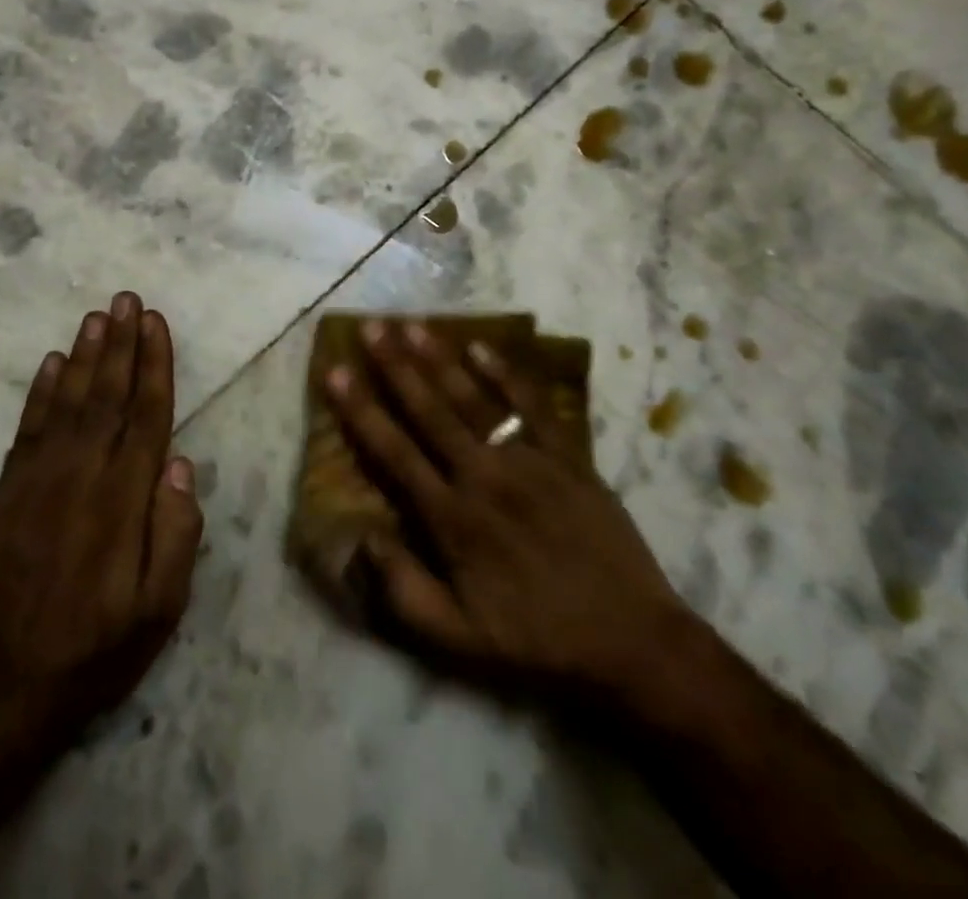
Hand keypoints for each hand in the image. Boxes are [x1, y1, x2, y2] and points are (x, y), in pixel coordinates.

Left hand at [0, 292, 202, 758]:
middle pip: (107, 395)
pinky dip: (41, 392)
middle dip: (120, 343)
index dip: (154, 365)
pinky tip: (53, 364)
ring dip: (84, 356)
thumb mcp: (159, 610)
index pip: (146, 415)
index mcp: (123, 500)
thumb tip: (180, 463)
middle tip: (127, 299)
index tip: (156, 323)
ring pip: (68, 401)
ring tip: (97, 316)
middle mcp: (81, 475)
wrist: (3, 688)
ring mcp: (38, 480)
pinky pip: (28, 428)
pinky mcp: (7, 492)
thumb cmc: (96, 650)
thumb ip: (176, 533)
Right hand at [323, 319, 686, 708]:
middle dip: (395, 367)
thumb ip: (402, 589)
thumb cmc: (535, 639)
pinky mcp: (568, 457)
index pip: (393, 452)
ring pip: (474, 399)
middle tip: (370, 327)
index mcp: (452, 519)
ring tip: (412, 325)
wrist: (632, 643)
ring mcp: (529, 462)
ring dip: (440, 360)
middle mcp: (484, 478)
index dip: (360, 410)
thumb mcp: (458, 640)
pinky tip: (480, 345)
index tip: (335, 371)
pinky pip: (532, 406)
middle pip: (429, 411)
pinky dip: (506, 374)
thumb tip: (360, 536)